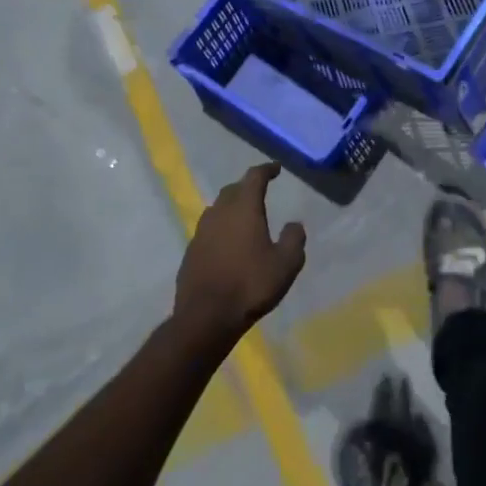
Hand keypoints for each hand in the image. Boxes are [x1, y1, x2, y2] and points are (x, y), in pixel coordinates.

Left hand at [174, 163, 306, 345]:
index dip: (266, 170)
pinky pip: (208, 230)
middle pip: (233, 190)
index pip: (254, 177)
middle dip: (247, 187)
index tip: (276, 168)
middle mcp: (219, 213)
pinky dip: (221, 229)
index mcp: (244, 208)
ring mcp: (201, 232)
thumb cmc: (251, 285)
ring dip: (232, 207)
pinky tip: (228, 244)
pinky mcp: (190, 252)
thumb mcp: (287, 263)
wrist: (206, 317)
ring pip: (217, 209)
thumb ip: (294, 238)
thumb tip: (294, 224)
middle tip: (260, 191)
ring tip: (245, 217)